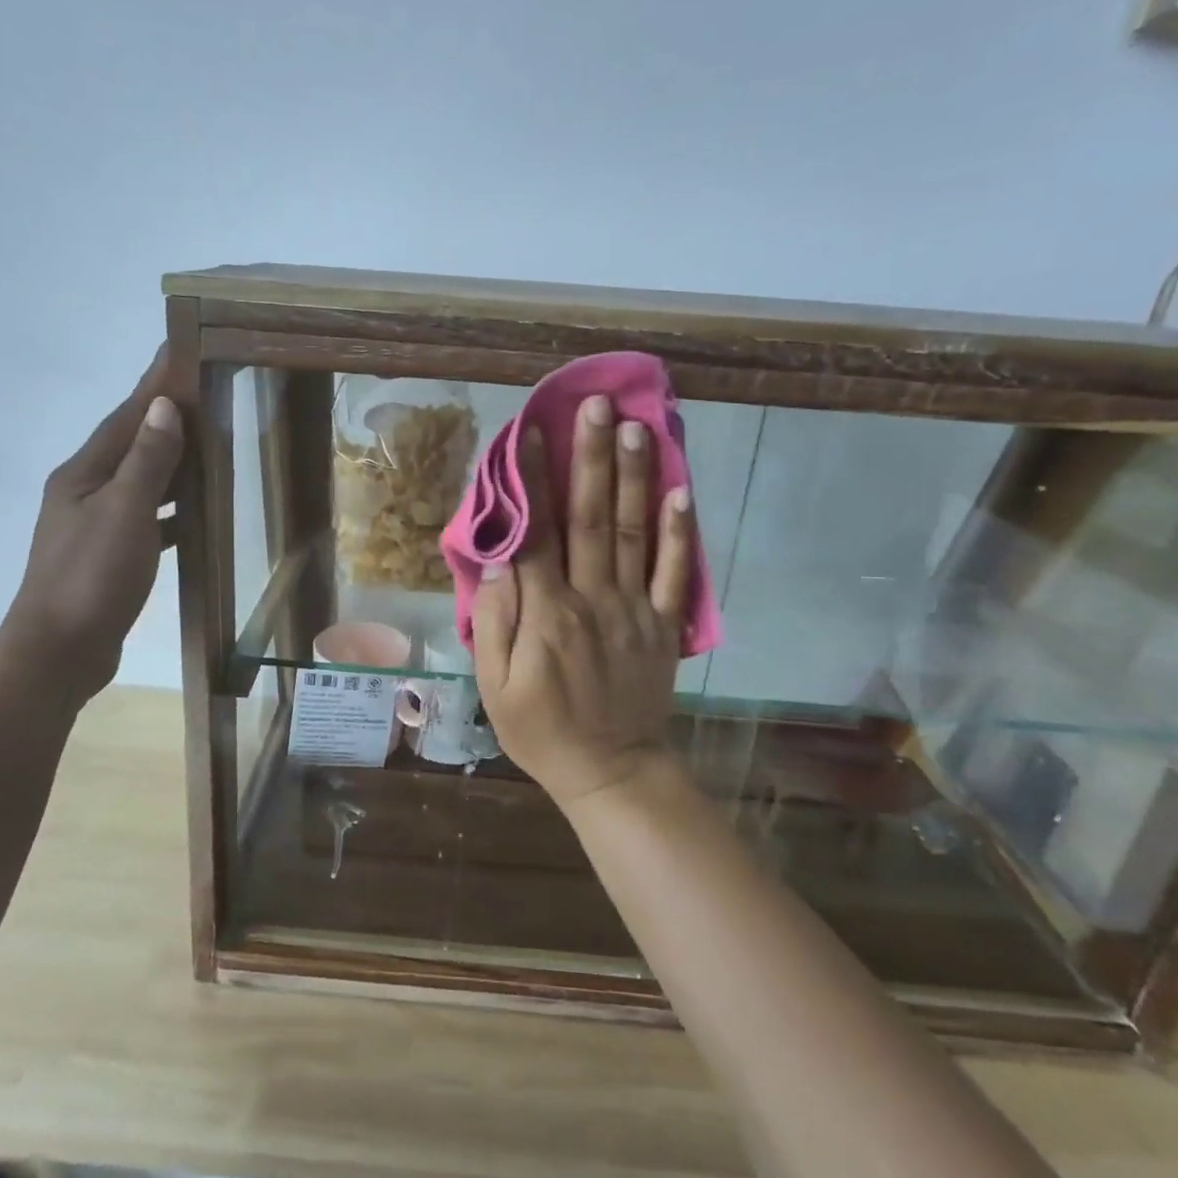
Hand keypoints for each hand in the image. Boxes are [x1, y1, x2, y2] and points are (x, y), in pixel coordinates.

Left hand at [0, 350, 183, 707]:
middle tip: (205, 391)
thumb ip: (146, 461)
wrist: (58, 654)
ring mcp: (96, 526)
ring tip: (210, 443)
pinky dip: (172, 508)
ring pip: (142, 481)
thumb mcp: (124, 513)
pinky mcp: (110, 557)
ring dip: (171, 461)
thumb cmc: (91, 578)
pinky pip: (148, 518)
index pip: (126, 416)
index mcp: (84, 474)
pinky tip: (195, 512)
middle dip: (165, 416)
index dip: (153, 383)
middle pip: (132, 444)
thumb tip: (164, 407)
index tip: (179, 349)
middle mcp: (86, 492)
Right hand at [473, 395, 694, 806]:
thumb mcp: (494, 687)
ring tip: (635, 428)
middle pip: (591, 519)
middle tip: (595, 406)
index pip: (536, 535)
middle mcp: (593, 600)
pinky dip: (682, 533)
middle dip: (590, 459)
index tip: (531, 432)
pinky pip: (677, 575)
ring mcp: (635, 610)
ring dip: (634, 479)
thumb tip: (498, 561)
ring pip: (635, 534)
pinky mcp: (665, 626)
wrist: (611, 771)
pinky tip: (683, 491)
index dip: (530, 481)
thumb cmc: (541, 731)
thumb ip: (495, 622)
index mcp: (547, 615)